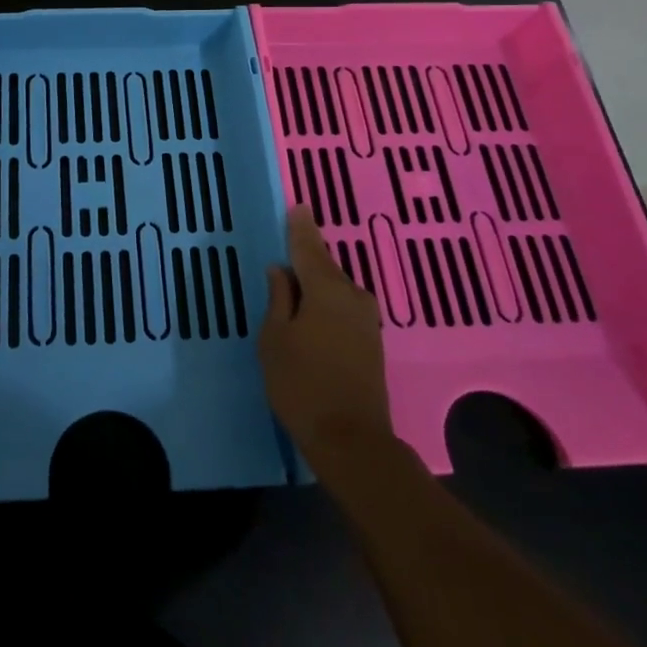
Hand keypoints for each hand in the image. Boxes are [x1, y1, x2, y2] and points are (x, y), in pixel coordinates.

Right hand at [259, 207, 395, 472]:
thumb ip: (278, 299)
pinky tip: (312, 311)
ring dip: (316, 284)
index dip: (300, 226)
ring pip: (334, 289)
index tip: (297, 206)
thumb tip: (281, 270)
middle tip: (287, 247)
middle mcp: (352, 295)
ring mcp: (366, 320)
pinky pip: (342, 307)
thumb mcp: (275, 339)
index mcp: (326, 288)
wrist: (352, 441)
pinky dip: (326, 303)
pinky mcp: (371, 342)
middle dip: (306, 256)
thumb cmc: (302, 384)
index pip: (309, 247)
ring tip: (293, 282)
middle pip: (324, 267)